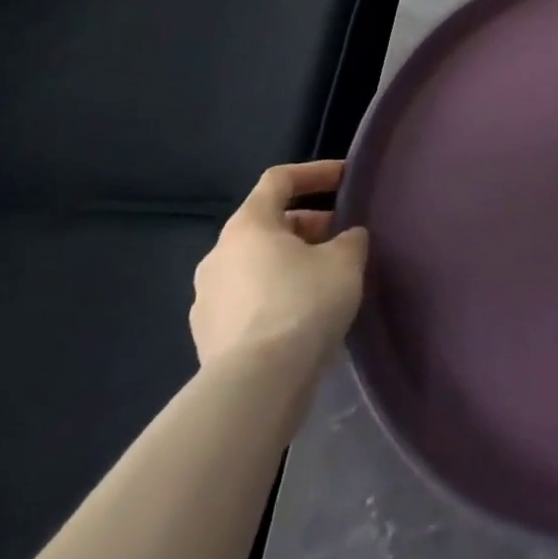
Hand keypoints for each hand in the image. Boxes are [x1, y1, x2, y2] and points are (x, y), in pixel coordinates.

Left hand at [191, 160, 368, 373]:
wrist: (256, 386)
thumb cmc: (303, 304)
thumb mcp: (345, 260)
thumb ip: (350, 239)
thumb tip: (346, 238)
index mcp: (248, 226)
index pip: (279, 179)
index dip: (315, 172)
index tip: (346, 178)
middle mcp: (218, 256)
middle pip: (267, 224)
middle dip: (309, 225)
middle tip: (343, 237)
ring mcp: (208, 299)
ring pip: (257, 265)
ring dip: (291, 262)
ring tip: (328, 279)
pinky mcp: (209, 338)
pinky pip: (250, 301)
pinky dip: (277, 296)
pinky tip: (306, 315)